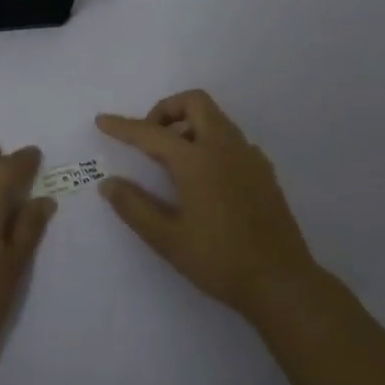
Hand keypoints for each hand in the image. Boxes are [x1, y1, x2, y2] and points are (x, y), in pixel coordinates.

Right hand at [97, 90, 316, 316]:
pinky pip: (232, 139)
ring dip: (189, 124)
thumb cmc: (219, 261)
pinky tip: (204, 178)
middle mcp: (225, 148)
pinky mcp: (264, 171)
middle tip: (149, 139)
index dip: (124, 126)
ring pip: (216, 118)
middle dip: (166, 110)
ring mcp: (249, 157)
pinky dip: (210, 141)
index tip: (103, 121)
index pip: (151, 133)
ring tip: (172, 161)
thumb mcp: (167, 239)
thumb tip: (109, 183)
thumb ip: (134, 207)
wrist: (281, 282)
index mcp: (197, 161)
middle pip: (194, 103)